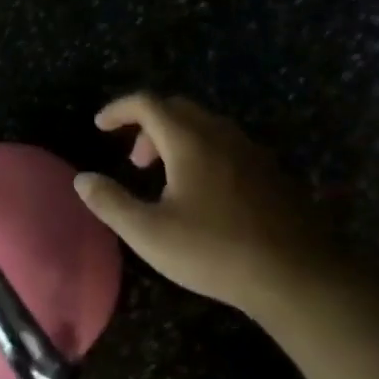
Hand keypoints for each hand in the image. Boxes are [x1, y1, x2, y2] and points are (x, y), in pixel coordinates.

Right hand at [73, 93, 339, 314]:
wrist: (296, 275)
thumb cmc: (214, 251)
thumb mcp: (149, 233)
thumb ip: (111, 202)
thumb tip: (82, 179)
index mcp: (189, 140)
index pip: (147, 103)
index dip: (119, 109)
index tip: (100, 126)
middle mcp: (220, 134)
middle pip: (177, 108)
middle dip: (147, 125)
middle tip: (134, 159)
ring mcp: (250, 150)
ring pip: (205, 125)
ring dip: (176, 138)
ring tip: (164, 177)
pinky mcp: (270, 170)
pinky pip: (227, 144)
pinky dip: (202, 151)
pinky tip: (203, 192)